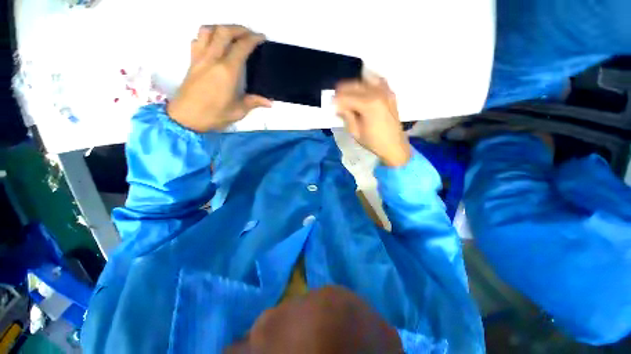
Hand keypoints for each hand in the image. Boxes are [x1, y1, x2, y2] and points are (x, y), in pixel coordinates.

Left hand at [167, 25, 271, 131]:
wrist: (185, 118)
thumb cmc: (214, 115)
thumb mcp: (238, 111)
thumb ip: (254, 102)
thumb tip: (269, 102)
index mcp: (227, 71)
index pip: (241, 47)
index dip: (253, 39)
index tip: (261, 37)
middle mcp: (212, 59)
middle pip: (224, 31)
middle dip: (238, 28)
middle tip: (249, 33)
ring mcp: (200, 58)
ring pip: (207, 31)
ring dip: (221, 28)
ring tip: (231, 35)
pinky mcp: (192, 62)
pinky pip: (197, 40)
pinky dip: (207, 36)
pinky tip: (213, 44)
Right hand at [334, 76, 410, 166]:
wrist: (394, 146)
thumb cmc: (373, 142)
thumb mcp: (355, 132)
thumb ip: (347, 116)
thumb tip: (338, 106)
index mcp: (368, 105)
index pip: (347, 97)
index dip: (337, 100)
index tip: (330, 104)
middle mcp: (378, 93)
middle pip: (355, 85)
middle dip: (343, 90)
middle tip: (336, 98)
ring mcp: (386, 92)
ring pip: (366, 81)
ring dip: (354, 85)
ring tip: (347, 93)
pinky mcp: (390, 94)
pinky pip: (378, 81)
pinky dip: (368, 82)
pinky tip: (363, 87)